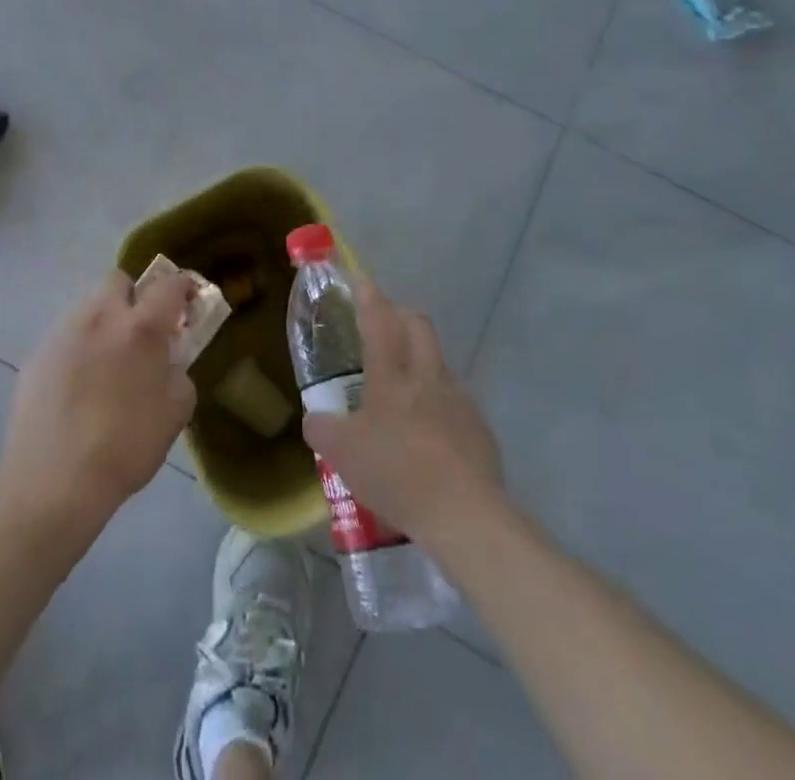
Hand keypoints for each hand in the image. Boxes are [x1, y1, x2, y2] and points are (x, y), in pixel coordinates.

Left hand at [0, 268, 197, 534]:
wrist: (53, 481)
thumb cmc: (125, 447)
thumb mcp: (175, 413)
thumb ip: (178, 373)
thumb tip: (167, 361)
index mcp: (140, 327)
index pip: (168, 284)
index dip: (184, 287)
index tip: (189, 301)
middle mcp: (100, 317)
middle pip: (118, 280)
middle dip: (134, 296)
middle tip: (141, 330)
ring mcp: (63, 333)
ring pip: (89, 308)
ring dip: (104, 323)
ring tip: (107, 365)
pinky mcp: (37, 355)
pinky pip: (66, 338)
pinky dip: (78, 350)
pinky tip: (78, 388)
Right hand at [302, 281, 504, 548]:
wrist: (464, 515)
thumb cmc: (396, 473)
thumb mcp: (341, 453)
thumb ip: (322, 428)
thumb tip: (315, 418)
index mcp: (391, 375)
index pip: (379, 319)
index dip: (368, 295)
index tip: (359, 279)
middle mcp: (427, 376)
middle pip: (418, 324)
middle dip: (400, 315)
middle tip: (381, 325)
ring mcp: (459, 400)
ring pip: (438, 361)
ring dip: (420, 360)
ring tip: (403, 387)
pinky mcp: (480, 428)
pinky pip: (455, 400)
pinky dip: (438, 402)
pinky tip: (428, 432)